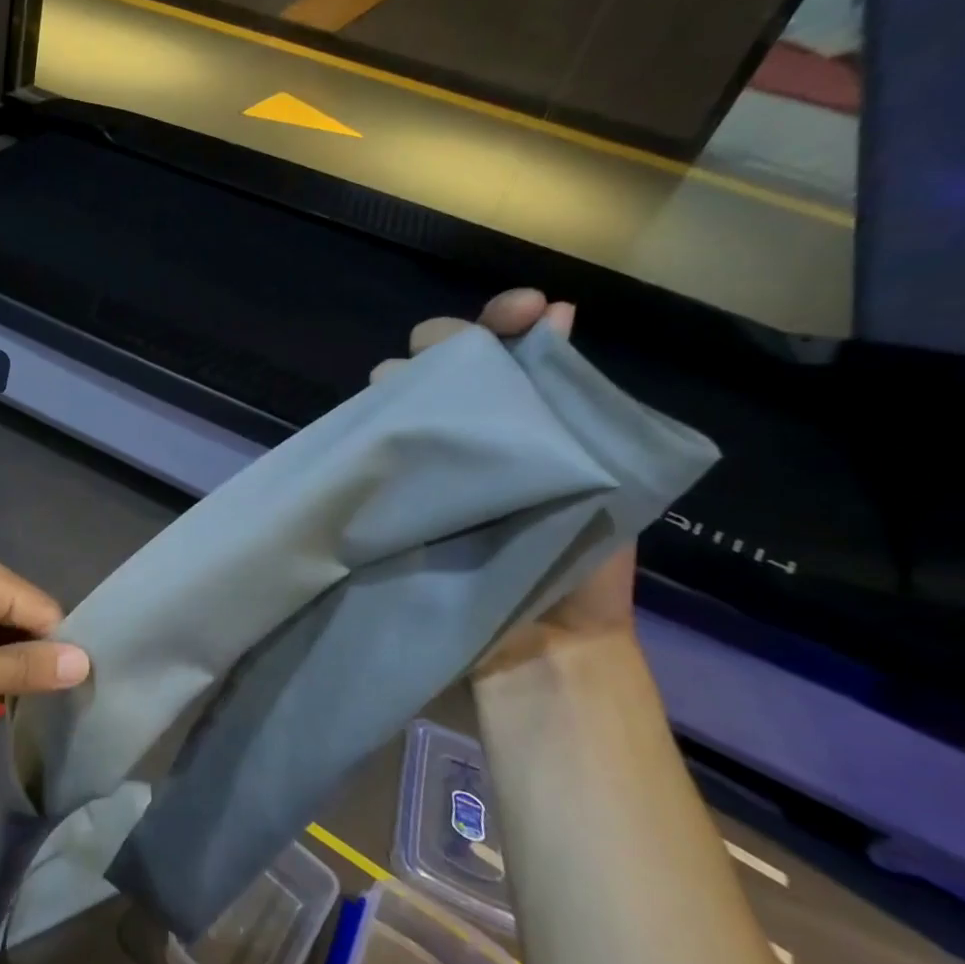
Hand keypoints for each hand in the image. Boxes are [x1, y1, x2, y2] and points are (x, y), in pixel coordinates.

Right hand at [371, 288, 638, 665]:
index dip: (505, 318)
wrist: (534, 653)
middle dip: (441, 346)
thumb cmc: (579, 568)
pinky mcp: (385, 498)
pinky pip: (366, 449)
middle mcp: (469, 432)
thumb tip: (559, 313)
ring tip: (403, 403)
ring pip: (393, 397)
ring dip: (397, 387)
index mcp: (525, 421)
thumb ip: (574, 400)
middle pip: (437, 363)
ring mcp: (422, 465)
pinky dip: (364, 432)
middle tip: (444, 360)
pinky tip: (368, 431)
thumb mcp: (600, 478)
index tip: (522, 310)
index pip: (506, 348)